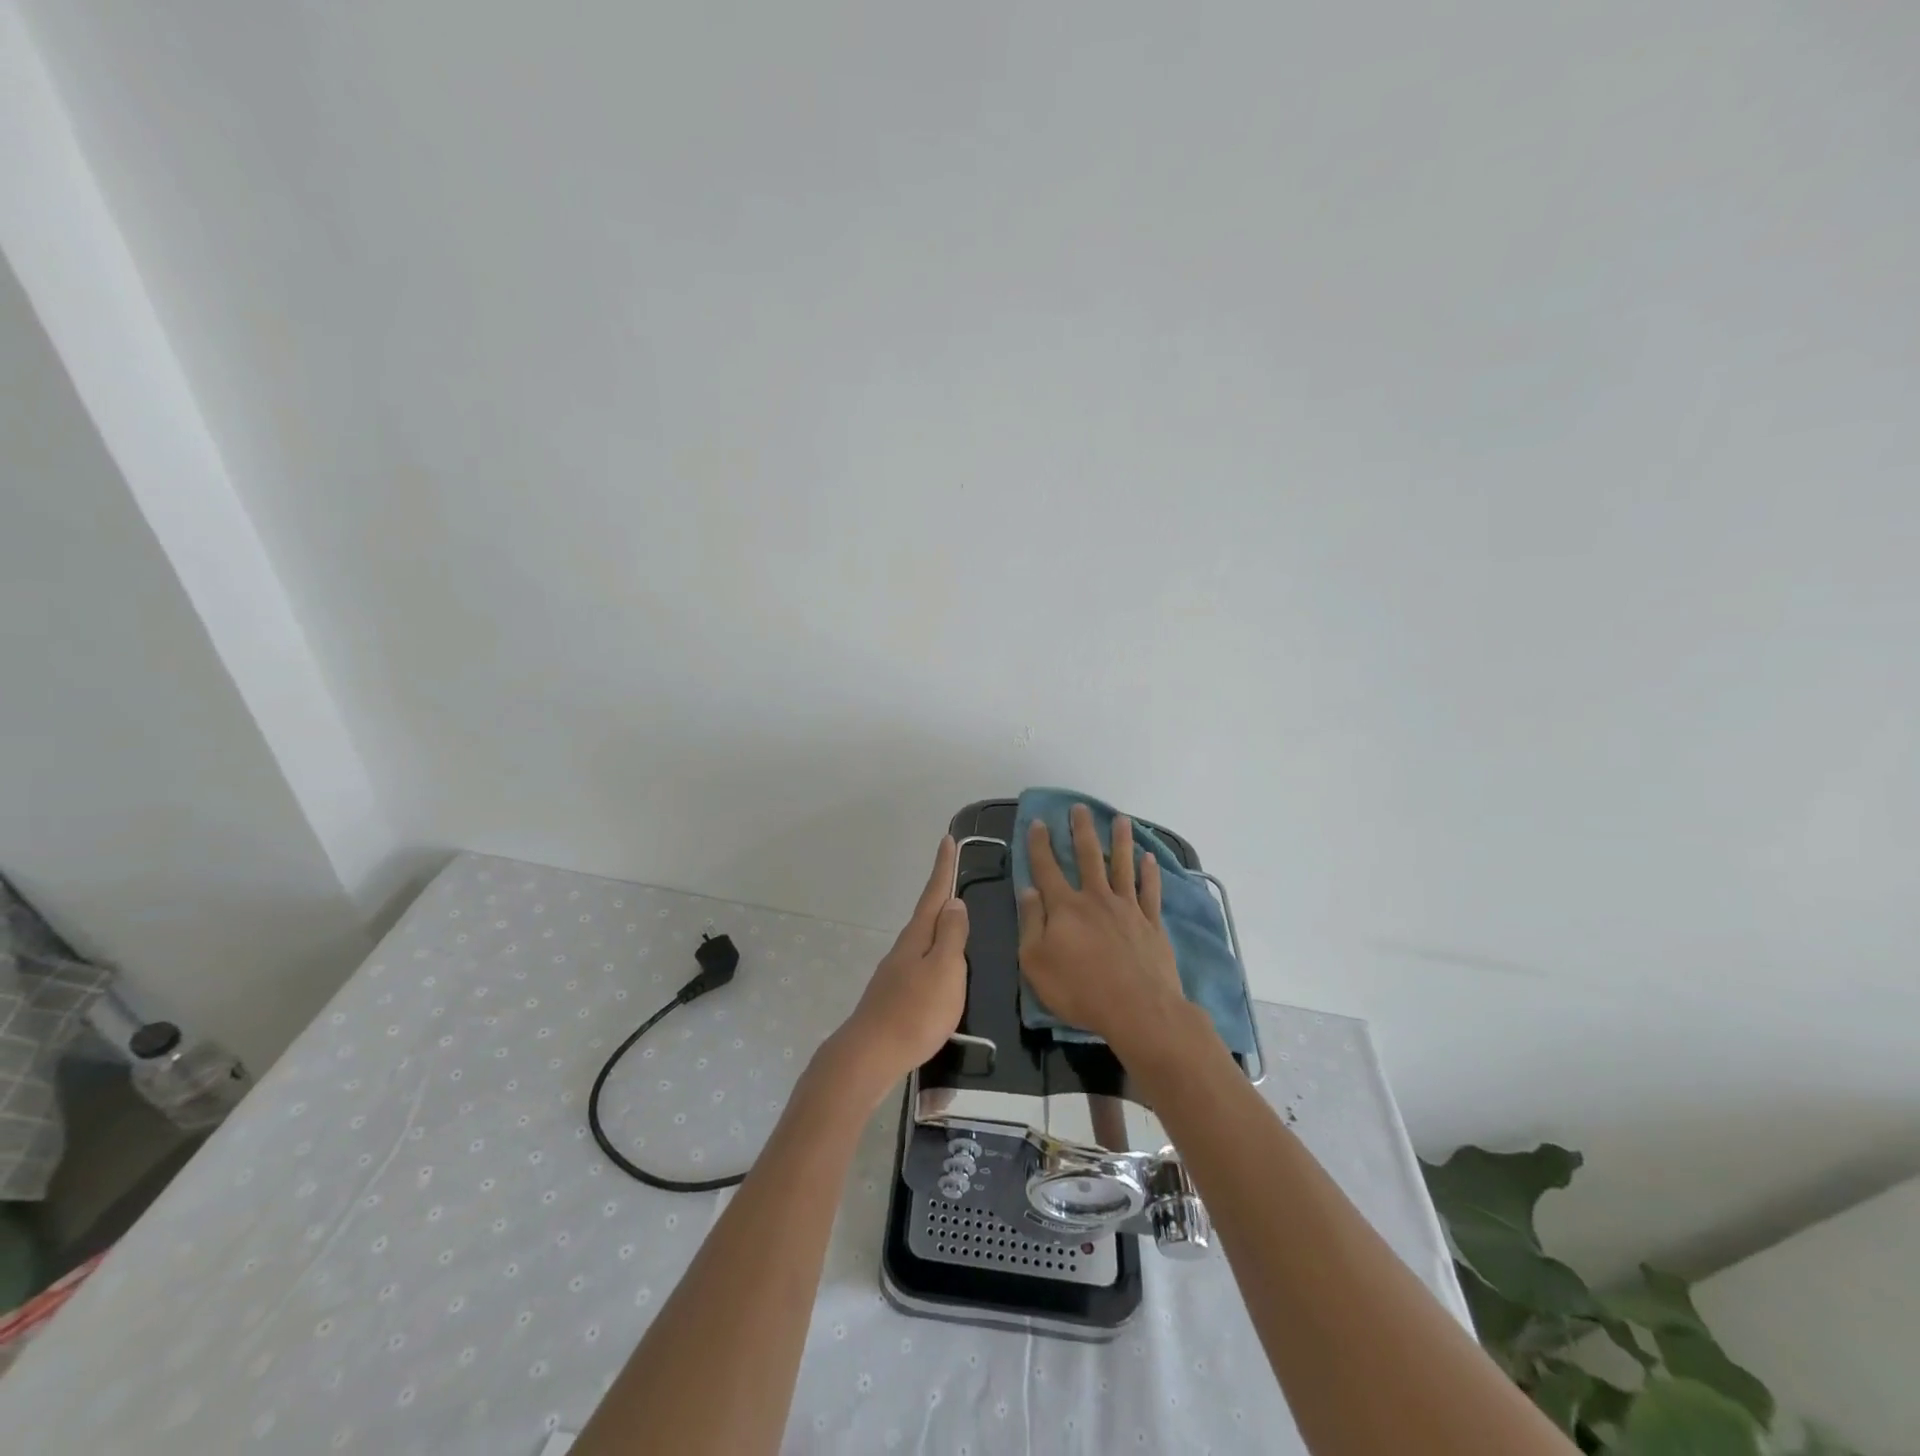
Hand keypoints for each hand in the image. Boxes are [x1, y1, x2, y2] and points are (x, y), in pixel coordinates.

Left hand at [831, 836, 968, 1100]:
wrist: (871, 1055)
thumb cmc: (915, 1011)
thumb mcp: (945, 970)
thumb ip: (952, 936)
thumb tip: (954, 902)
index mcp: (918, 936)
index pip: (934, 894)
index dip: (943, 867)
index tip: (947, 839)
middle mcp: (904, 948)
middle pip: (927, 914)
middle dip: (941, 893)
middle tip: (955, 874)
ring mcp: (896, 972)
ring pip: (923, 939)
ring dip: (939, 925)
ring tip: (955, 919)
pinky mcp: (894, 996)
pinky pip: (920, 963)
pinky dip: (934, 954)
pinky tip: (940, 968)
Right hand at [1019, 804, 1186, 1059]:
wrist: (1138, 1009)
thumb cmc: (1079, 990)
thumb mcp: (1036, 962)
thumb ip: (1031, 923)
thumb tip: (1028, 890)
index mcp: (1064, 907)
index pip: (1047, 868)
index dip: (1040, 844)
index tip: (1039, 822)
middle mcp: (1096, 899)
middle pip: (1087, 856)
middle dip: (1081, 830)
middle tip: (1080, 808)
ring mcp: (1127, 909)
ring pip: (1122, 865)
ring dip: (1120, 840)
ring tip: (1121, 819)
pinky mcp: (1151, 924)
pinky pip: (1150, 891)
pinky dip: (1149, 873)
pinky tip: (1149, 859)